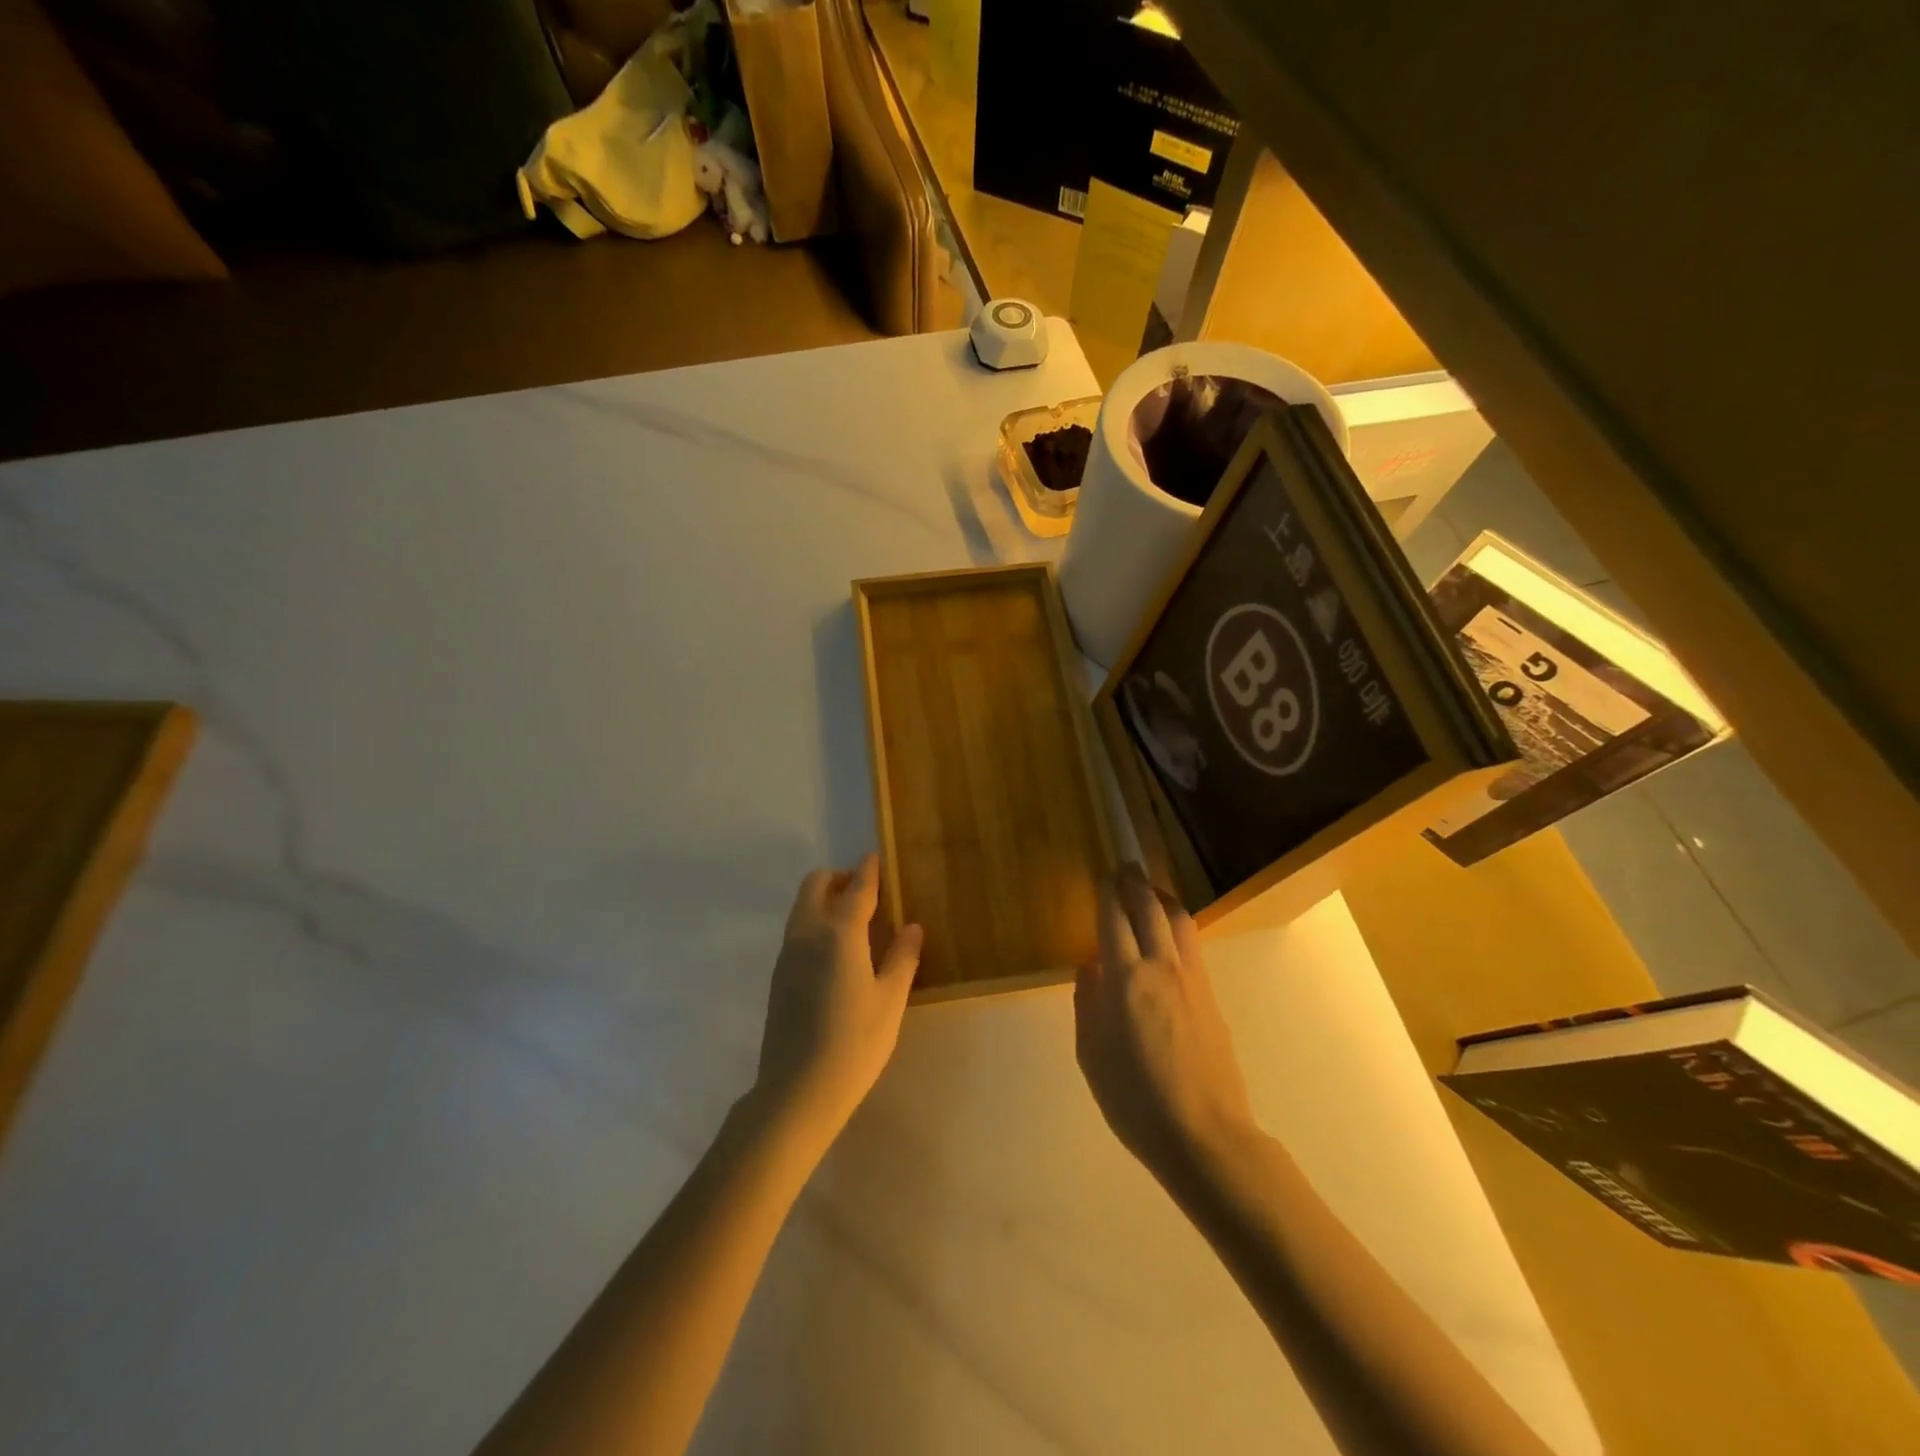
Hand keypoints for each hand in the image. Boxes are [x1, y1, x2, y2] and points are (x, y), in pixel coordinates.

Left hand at [753, 855, 922, 1144]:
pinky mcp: (778, 975)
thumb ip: (902, 958)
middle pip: (815, 885)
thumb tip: (911, 927)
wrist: (797, 1091)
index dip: (868, 871)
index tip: (875, 858)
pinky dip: (814, 922)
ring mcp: (787, 954)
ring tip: (853, 921)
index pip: (856, 889)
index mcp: (839, 934)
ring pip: (801, 906)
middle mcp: (807, 934)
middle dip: (839, 878)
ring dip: (824, 899)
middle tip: (866, 892)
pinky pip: (796, 930)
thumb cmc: (854, 1043)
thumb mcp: (890, 1001)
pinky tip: (835, 952)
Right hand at [1075, 863, 1256, 1183]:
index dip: (1108, 893)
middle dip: (1136, 883)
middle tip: (1126, 867)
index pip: (1115, 919)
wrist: (1204, 1134)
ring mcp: (1192, 979)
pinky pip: (1192, 944)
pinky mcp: (1211, 995)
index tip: (1104, 876)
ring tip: (1150, 891)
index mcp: (1125, 980)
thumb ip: (1087, 1004)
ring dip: (1162, 898)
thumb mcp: (1091, 1054)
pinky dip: (1177, 924)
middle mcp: (1161, 968)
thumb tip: (1090, 968)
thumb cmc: (1135, 1099)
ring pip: (1179, 920)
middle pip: (1151, 908)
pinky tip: (1169, 932)